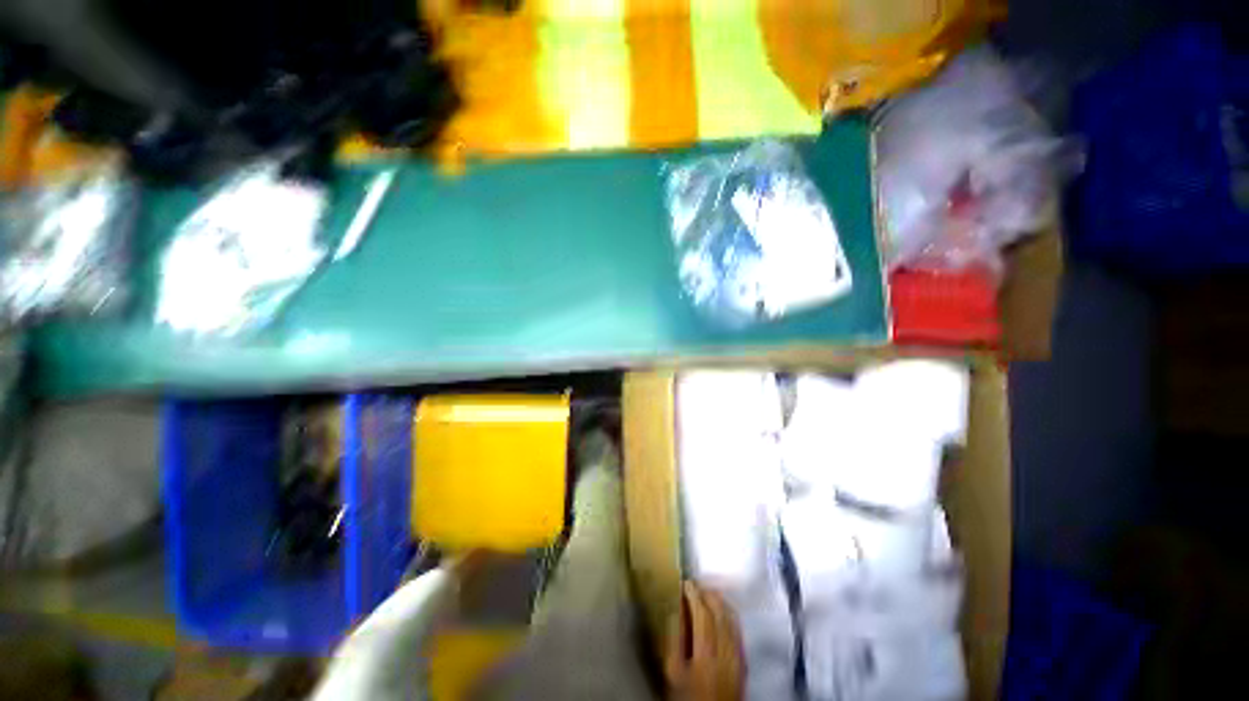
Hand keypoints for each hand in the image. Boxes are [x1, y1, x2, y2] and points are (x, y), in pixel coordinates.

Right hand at [665, 582, 745, 700]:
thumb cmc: (687, 696)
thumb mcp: (673, 670)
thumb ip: (674, 639)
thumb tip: (675, 610)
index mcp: (706, 651)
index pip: (702, 612)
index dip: (693, 594)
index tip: (684, 583)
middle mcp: (726, 649)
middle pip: (719, 611)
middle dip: (706, 593)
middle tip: (694, 586)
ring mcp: (737, 654)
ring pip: (731, 617)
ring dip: (719, 600)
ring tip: (706, 592)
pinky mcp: (743, 660)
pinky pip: (738, 629)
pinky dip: (730, 614)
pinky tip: (722, 611)